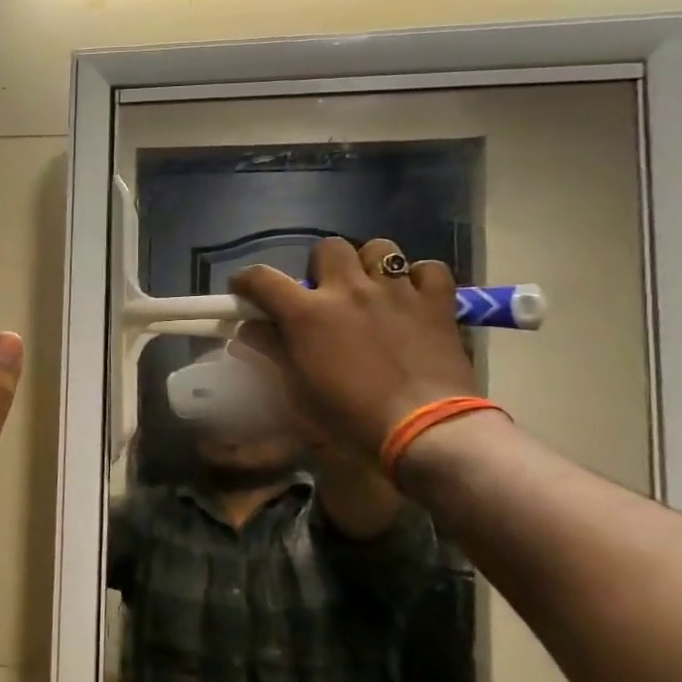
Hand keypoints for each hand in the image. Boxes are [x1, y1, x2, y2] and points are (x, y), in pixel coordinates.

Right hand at [231, 237, 477, 459]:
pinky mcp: (436, 303)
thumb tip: (248, 331)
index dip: (246, 281)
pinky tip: (413, 298)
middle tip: (324, 295)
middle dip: (322, 267)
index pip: (262, 278)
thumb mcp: (296, 393)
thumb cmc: (350, 419)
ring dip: (370, 266)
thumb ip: (271, 353)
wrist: (425, 433)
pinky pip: (429, 269)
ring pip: (380, 249)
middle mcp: (349, 290)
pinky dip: (419, 279)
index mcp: (307, 314)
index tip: (245, 292)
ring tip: (371, 291)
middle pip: (329, 248)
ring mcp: (396, 292)